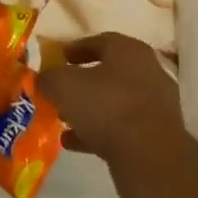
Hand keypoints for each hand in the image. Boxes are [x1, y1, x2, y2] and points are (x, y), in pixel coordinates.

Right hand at [37, 33, 191, 197]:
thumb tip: (43, 79)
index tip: (59, 57)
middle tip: (60, 90)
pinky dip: (96, 132)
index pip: (101, 41)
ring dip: (88, 109)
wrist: (149, 155)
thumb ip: (49, 78)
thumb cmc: (105, 106)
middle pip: (109, 73)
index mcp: (129, 51)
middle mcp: (147, 73)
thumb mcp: (63, 86)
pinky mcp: (154, 135)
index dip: (77, 48)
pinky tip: (72, 142)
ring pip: (114, 102)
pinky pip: (120, 128)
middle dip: (82, 82)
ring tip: (62, 119)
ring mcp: (155, 106)